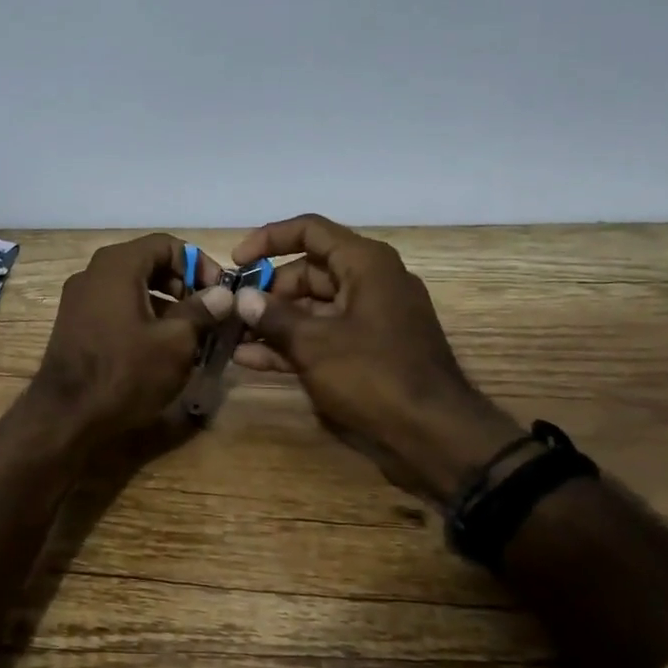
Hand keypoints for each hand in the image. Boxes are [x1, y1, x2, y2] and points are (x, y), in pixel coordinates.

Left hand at [27, 234, 233, 442]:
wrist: (66, 417)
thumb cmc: (126, 372)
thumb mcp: (175, 342)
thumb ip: (202, 311)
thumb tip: (223, 294)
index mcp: (117, 265)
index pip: (167, 245)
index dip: (199, 264)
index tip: (220, 292)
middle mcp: (93, 272)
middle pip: (148, 263)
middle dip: (183, 285)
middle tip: (208, 314)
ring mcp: (80, 298)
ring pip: (133, 287)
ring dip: (166, 304)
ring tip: (191, 335)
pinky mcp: (75, 323)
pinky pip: (116, 307)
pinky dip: (143, 317)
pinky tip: (161, 348)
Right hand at [229, 214, 522, 499]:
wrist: (435, 436)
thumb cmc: (374, 376)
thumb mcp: (315, 344)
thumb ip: (274, 317)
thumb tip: (242, 299)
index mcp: (365, 264)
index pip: (310, 231)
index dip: (268, 239)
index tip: (237, 261)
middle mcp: (370, 281)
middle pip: (308, 270)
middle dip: (268, 289)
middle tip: (232, 309)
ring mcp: (370, 318)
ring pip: (312, 306)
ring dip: (274, 320)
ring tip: (233, 335)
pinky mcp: (368, 350)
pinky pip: (323, 334)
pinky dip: (292, 343)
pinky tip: (252, 359)